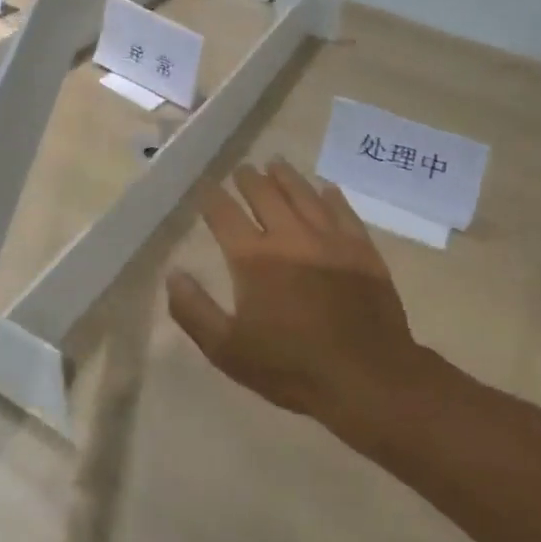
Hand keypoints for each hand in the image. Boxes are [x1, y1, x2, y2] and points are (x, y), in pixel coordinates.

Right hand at [167, 161, 422, 431]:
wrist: (366, 377)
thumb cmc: (291, 367)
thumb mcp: (228, 350)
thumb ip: (194, 310)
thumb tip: (174, 274)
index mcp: (253, 258)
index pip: (224, 214)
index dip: (212, 198)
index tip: (206, 187)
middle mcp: (289, 236)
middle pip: (264, 194)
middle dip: (249, 179)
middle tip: (243, 170)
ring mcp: (329, 239)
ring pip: (303, 194)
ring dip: (286, 177)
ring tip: (276, 164)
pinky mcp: (361, 249)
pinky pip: (343, 211)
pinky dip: (331, 196)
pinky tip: (327, 189)